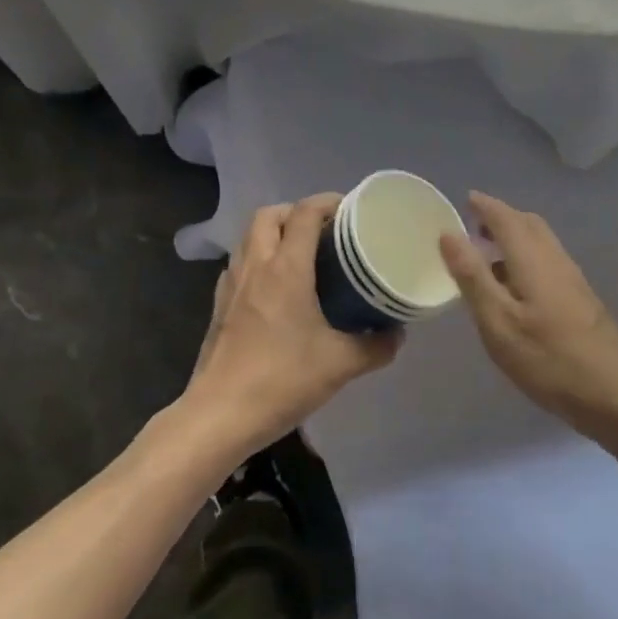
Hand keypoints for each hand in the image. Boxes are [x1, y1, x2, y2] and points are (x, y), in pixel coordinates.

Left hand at [182, 195, 401, 458]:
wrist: (220, 416)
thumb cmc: (282, 380)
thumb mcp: (341, 364)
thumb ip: (376, 345)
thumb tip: (398, 334)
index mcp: (286, 268)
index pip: (304, 213)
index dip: (328, 202)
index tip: (351, 210)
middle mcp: (256, 266)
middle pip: (269, 215)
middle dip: (297, 212)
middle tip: (324, 231)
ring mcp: (232, 285)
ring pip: (249, 237)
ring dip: (274, 232)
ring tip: (302, 253)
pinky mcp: (219, 306)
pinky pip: (239, 264)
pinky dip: (258, 259)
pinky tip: (275, 287)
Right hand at [439, 193, 617, 440]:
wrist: (617, 396)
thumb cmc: (550, 360)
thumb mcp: (499, 323)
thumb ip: (473, 277)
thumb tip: (449, 234)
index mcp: (534, 260)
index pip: (506, 218)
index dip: (485, 206)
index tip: (465, 199)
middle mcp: (557, 260)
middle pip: (529, 224)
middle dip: (501, 217)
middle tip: (473, 226)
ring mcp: (574, 280)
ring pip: (542, 242)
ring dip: (515, 236)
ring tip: (488, 254)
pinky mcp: (582, 299)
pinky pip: (549, 260)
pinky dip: (526, 256)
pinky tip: (516, 285)